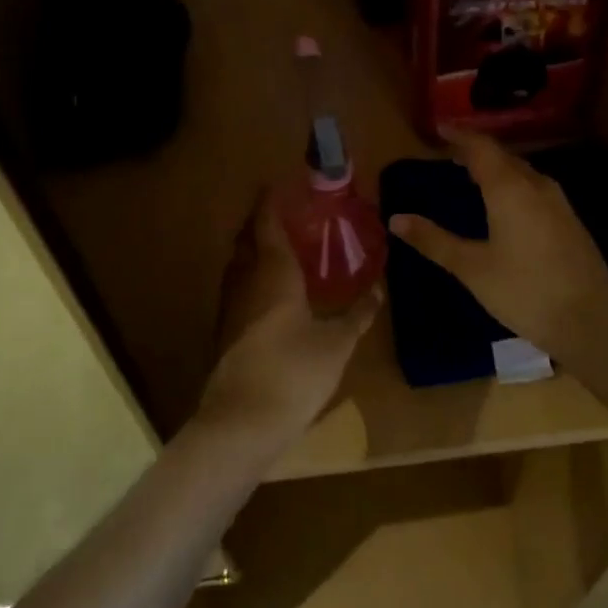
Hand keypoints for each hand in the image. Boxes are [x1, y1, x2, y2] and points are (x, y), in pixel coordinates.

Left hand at [197, 193, 380, 450]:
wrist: (242, 423)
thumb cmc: (294, 371)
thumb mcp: (337, 343)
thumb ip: (359, 313)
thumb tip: (380, 288)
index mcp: (273, 272)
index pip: (267, 222)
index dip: (272, 200)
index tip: (282, 184)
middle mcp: (246, 281)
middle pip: (247, 239)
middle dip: (262, 221)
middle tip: (288, 214)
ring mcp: (231, 307)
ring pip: (240, 264)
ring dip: (256, 248)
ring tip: (284, 247)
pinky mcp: (227, 332)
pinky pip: (240, 287)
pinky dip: (254, 275)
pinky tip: (274, 291)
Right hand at [387, 127, 607, 362]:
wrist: (592, 320)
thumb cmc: (524, 291)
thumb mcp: (472, 268)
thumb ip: (434, 241)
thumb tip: (396, 218)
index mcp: (509, 189)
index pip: (481, 148)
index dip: (459, 136)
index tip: (439, 129)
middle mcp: (536, 186)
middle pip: (503, 157)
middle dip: (476, 152)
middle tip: (450, 155)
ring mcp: (559, 203)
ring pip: (522, 173)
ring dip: (497, 169)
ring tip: (473, 176)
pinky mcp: (570, 221)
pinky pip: (535, 189)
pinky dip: (513, 185)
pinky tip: (506, 206)